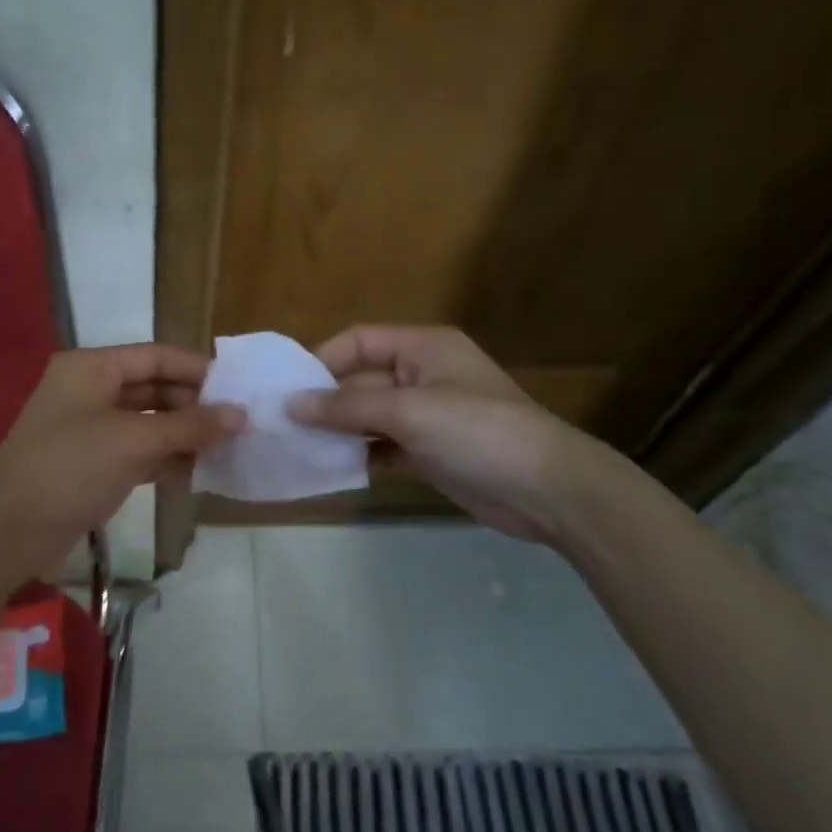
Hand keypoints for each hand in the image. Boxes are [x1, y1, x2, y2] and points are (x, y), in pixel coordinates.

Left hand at [0, 344, 244, 588]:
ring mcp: (91, 429)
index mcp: (92, 368)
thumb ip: (188, 426)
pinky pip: (139, 452)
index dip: (197, 369)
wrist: (7, 533)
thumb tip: (241, 415)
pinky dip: (166, 459)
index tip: (238, 387)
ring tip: (229, 448)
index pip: (155, 356)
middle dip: (194, 405)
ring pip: (149, 422)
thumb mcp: (132, 441)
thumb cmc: (69, 468)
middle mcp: (91, 391)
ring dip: (184, 435)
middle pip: (154, 388)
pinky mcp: (93, 465)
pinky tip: (200, 472)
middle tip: (240, 423)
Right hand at [288, 325, 611, 545]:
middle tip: (283, 425)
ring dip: (339, 429)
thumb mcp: (410, 411)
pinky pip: (383, 445)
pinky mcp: (429, 451)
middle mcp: (422, 374)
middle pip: (361, 378)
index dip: (322, 360)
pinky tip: (332, 467)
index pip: (359, 341)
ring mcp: (427, 415)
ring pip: (369, 415)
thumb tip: (292, 405)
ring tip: (299, 447)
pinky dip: (360, 454)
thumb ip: (349, 406)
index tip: (288, 390)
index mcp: (422, 348)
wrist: (547, 491)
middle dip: (326, 400)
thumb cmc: (479, 432)